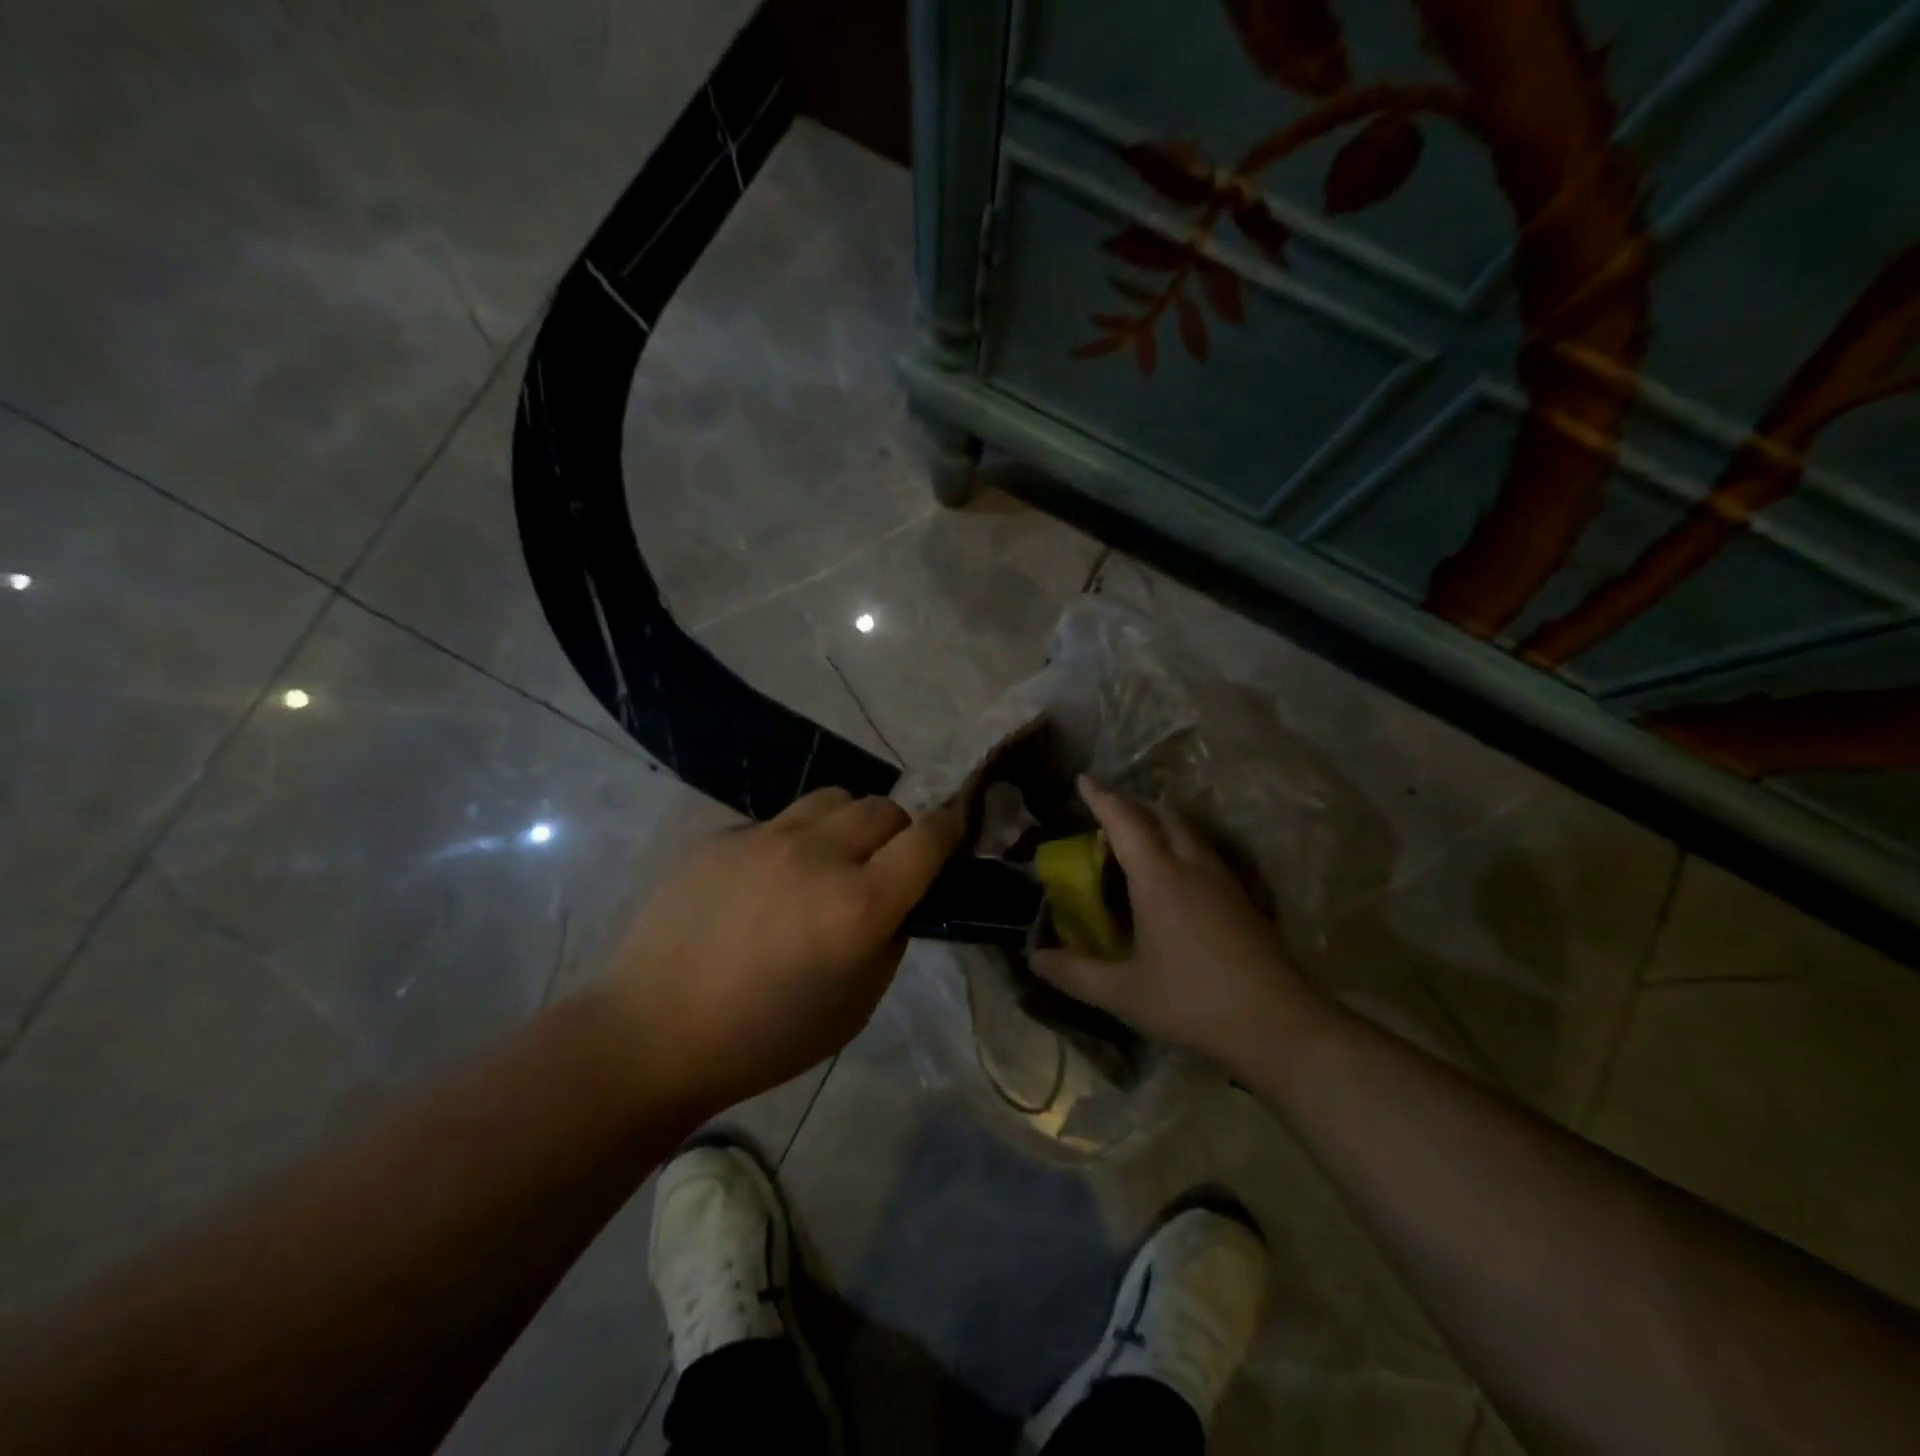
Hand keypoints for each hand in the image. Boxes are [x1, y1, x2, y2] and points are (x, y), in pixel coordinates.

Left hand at [600, 788, 963, 1112]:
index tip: (954, 836)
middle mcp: (817, 856)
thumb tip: (898, 900)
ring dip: (849, 823)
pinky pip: (779, 821)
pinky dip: (795, 841)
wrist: (654, 1033)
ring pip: (833, 799)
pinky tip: (769, 881)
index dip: (950, 831)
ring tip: (832, 858)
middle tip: (885, 864)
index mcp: (859, 905)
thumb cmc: (766, 1038)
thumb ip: (890, 939)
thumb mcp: (856, 1005)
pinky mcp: (722, 837)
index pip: (927, 838)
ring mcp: (764, 838)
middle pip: (883, 807)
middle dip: (899, 830)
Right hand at [1032, 777, 1315, 1068]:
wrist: (1279, 1026)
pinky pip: (1207, 856)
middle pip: (1165, 817)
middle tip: (1110, 814)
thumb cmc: (1193, 1002)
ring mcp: (1226, 883)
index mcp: (1160, 878)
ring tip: (1142, 840)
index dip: (1102, 798)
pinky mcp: (1246, 902)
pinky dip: (1185, 848)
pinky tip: (1181, 879)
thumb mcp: (1124, 994)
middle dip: (1135, 806)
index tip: (1084, 779)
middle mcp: (1194, 867)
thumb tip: (1034, 958)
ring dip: (1164, 825)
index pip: (1125, 822)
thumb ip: (1075, 974)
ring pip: (1191, 834)